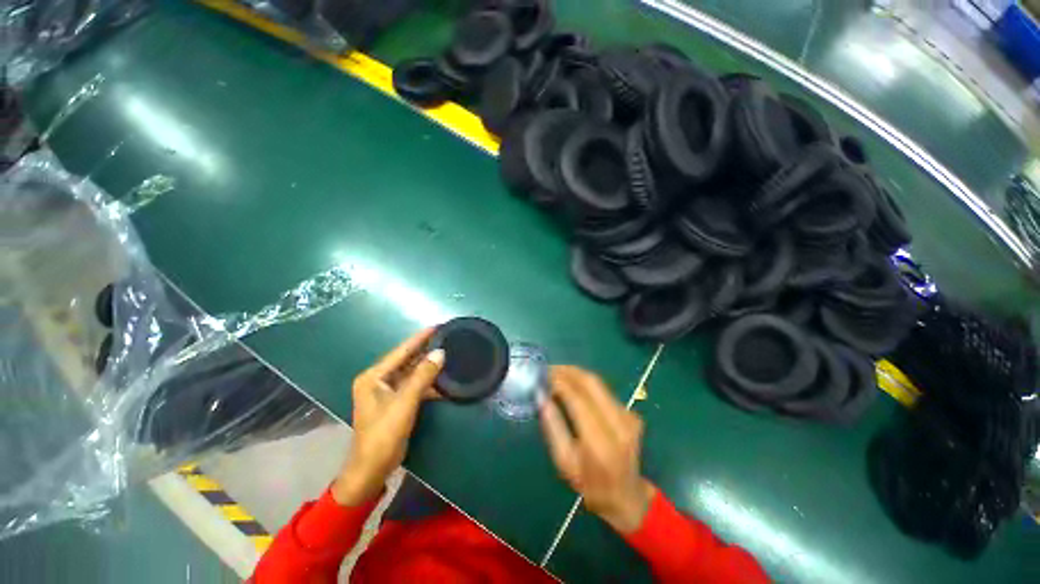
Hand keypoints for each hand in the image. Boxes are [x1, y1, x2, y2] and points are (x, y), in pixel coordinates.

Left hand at [332, 329, 444, 505]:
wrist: (372, 469)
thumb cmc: (383, 435)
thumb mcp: (404, 403)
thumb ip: (423, 376)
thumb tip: (440, 352)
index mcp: (373, 377)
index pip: (400, 352)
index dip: (419, 339)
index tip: (437, 326)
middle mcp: (378, 380)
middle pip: (405, 360)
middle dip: (425, 350)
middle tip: (445, 338)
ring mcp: (387, 392)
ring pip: (411, 373)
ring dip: (427, 366)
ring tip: (447, 353)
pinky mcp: (395, 402)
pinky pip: (413, 386)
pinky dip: (427, 383)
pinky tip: (442, 378)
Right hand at [539, 366, 654, 533]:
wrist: (627, 497)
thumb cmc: (591, 485)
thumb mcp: (564, 462)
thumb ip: (553, 427)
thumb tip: (541, 397)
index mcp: (600, 442)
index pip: (578, 399)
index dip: (559, 383)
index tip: (543, 376)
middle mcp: (619, 423)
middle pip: (591, 383)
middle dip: (568, 371)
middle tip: (549, 369)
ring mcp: (629, 416)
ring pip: (599, 383)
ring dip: (576, 374)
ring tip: (557, 373)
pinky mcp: (631, 413)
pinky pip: (604, 390)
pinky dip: (585, 383)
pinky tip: (572, 384)